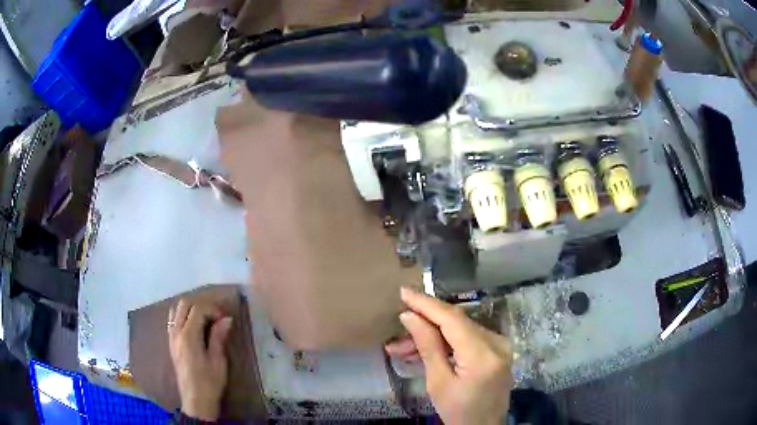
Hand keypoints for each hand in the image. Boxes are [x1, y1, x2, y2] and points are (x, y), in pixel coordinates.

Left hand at [168, 299, 233, 420]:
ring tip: (205, 321)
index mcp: (189, 336)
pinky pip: (172, 320)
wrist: (196, 400)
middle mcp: (176, 332)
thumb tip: (226, 319)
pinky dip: (182, 317)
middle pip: (184, 304)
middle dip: (201, 306)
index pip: (198, 309)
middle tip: (216, 318)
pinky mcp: (171, 343)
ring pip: (176, 310)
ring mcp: (171, 337)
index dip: (213, 309)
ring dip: (190, 309)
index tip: (224, 319)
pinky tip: (194, 328)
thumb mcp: (218, 360)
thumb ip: (218, 337)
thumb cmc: (210, 382)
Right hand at [385, 288, 512, 424]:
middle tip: (397, 332)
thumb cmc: (458, 412)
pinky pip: (468, 338)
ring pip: (460, 329)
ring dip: (432, 335)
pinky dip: (446, 341)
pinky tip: (425, 349)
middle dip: (424, 324)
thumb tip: (410, 316)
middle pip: (456, 323)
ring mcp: (500, 345)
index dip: (427, 304)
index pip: (452, 319)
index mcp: (483, 355)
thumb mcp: (438, 383)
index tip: (404, 292)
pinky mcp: (498, 349)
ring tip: (403, 348)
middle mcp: (497, 343)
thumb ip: (427, 346)